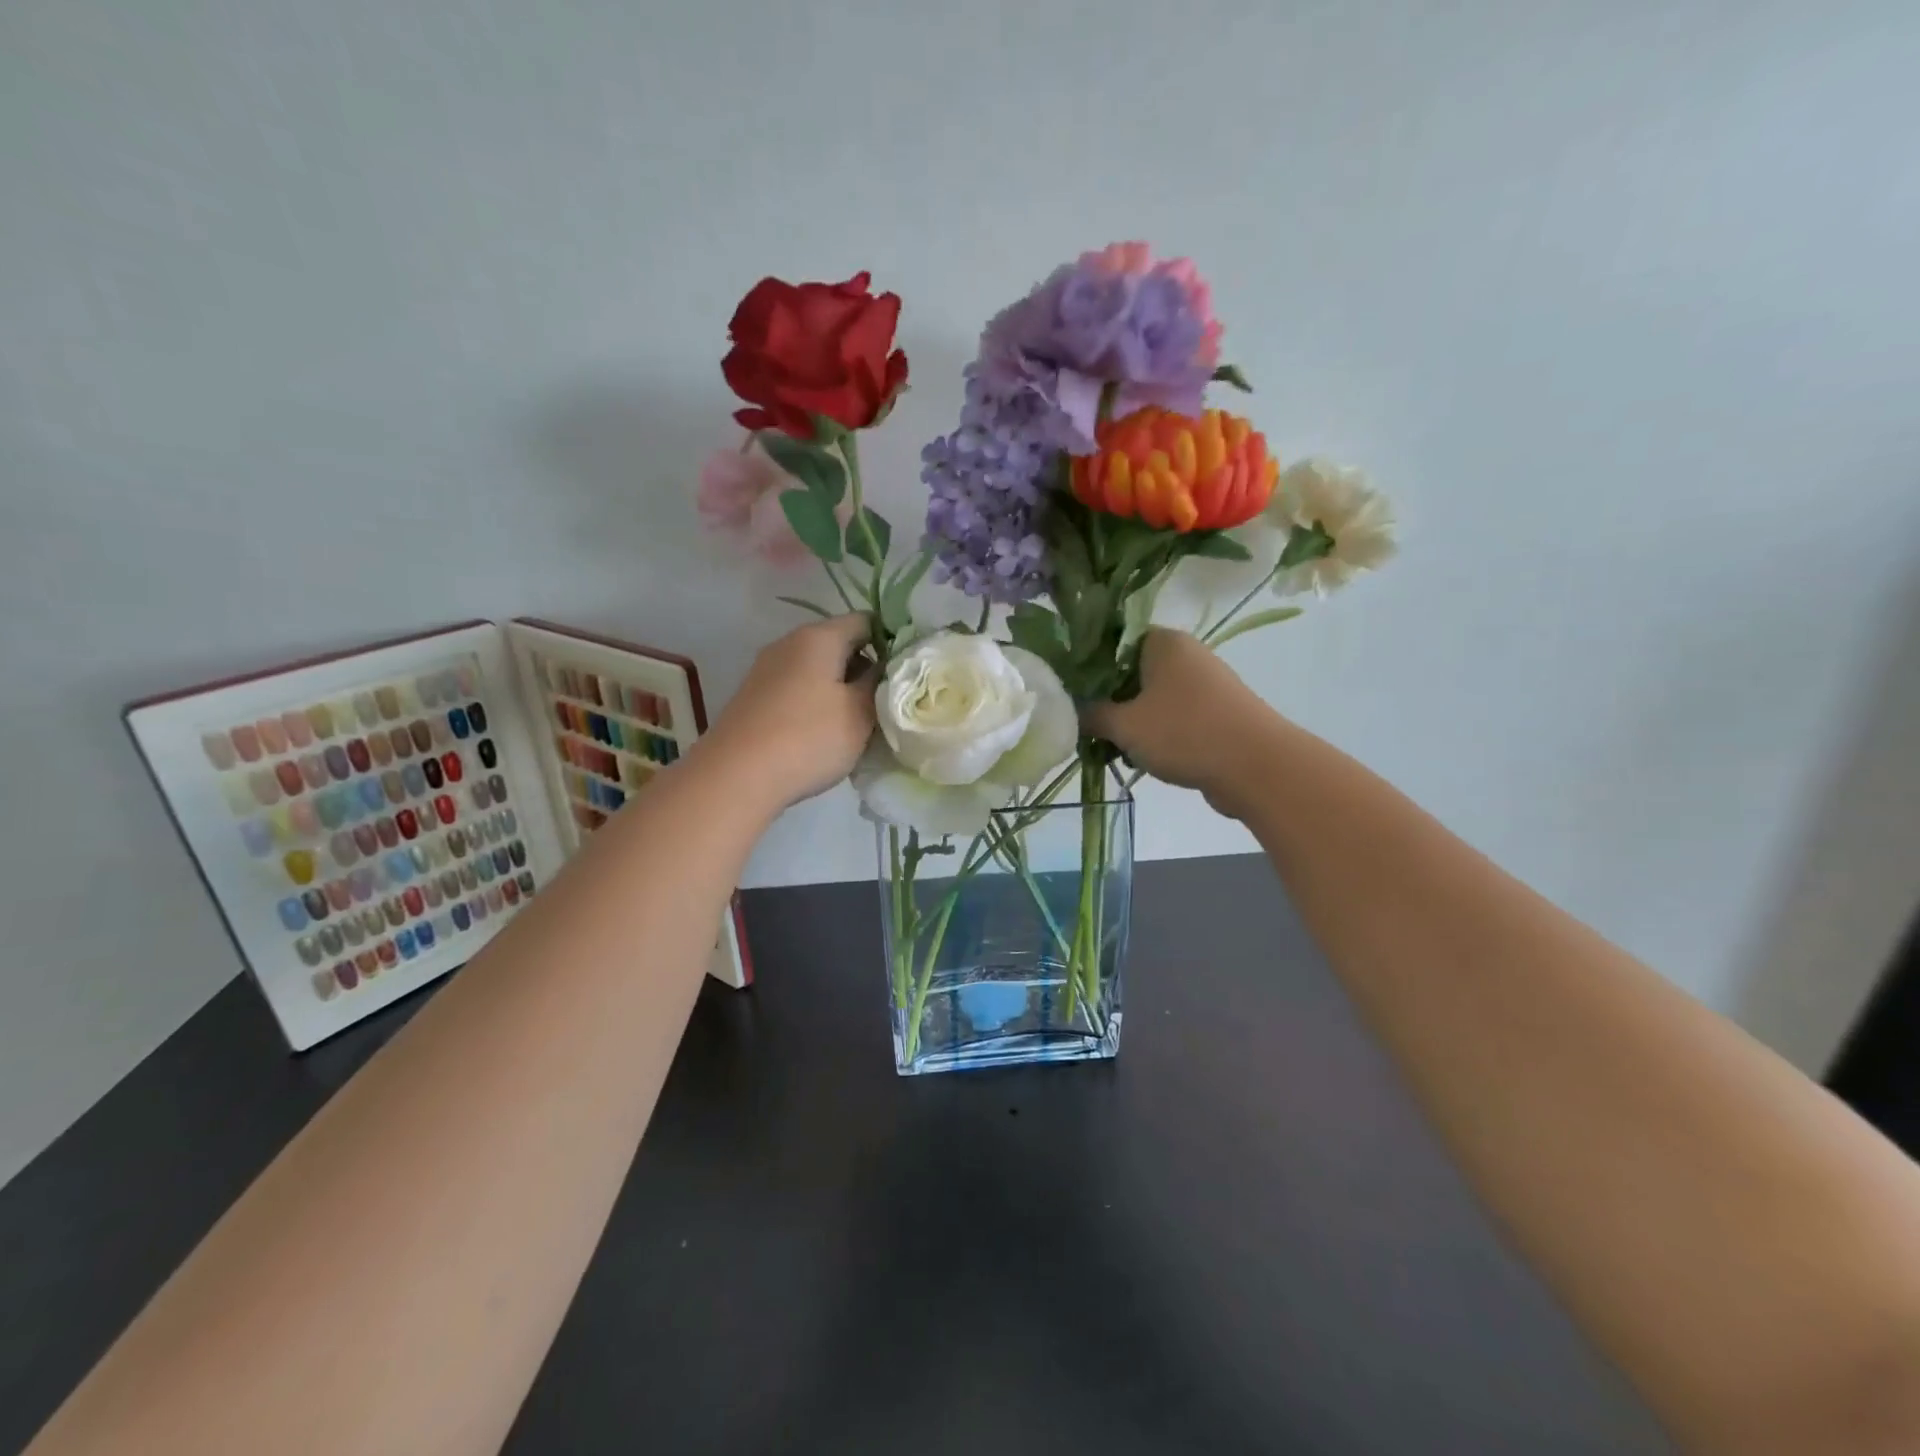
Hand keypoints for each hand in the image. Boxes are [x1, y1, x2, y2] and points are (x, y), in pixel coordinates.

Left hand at [701, 615, 877, 812]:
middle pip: (840, 645)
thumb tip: (887, 665)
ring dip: (841, 691)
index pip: (866, 621)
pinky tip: (823, 736)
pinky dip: (816, 705)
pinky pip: (797, 690)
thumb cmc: (808, 737)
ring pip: (818, 670)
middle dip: (866, 670)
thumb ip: (880, 682)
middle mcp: (789, 643)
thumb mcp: (860, 712)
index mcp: (819, 636)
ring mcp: (767, 670)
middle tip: (887, 704)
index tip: (906, 674)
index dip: (891, 642)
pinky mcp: (755, 697)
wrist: (736, 776)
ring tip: (859, 725)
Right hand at [1083, 630, 1278, 816]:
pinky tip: (1141, 758)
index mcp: (1162, 641)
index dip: (1087, 666)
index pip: (1112, 641)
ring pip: (1151, 698)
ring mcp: (1205, 684)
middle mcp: (1186, 654)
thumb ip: (1090, 714)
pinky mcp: (1216, 713)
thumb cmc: (1184, 733)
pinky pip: (1173, 717)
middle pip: (1130, 672)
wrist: (1257, 767)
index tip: (1069, 693)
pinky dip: (1156, 734)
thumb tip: (1069, 711)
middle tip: (1085, 725)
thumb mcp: (1123, 725)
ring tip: (1110, 748)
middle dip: (1107, 700)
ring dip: (1130, 721)